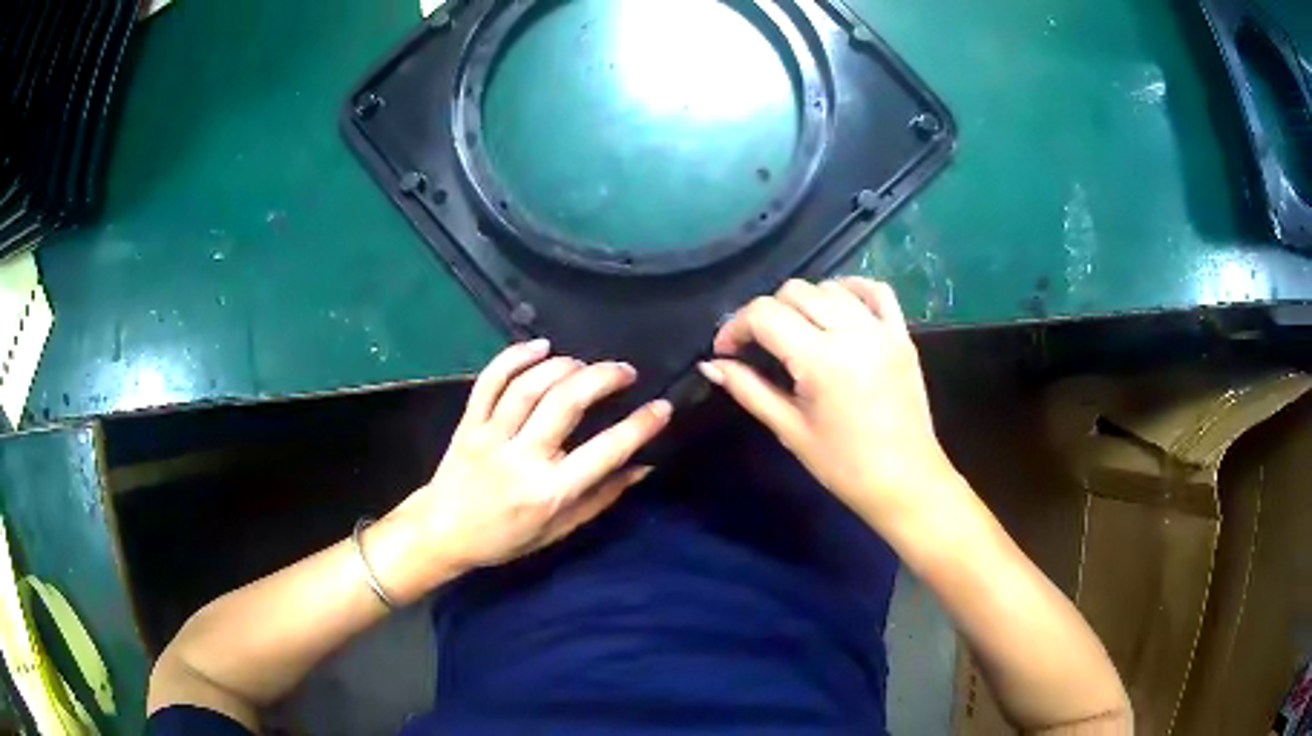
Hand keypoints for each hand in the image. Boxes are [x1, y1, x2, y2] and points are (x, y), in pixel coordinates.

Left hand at [375, 341, 671, 599]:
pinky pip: (490, 381)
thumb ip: (601, 498)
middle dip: (602, 378)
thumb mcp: (559, 530)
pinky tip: (540, 346)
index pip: (604, 452)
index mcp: (549, 492)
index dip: (639, 427)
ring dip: (564, 366)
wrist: (442, 532)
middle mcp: (522, 458)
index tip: (661, 407)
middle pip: (565, 403)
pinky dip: (514, 356)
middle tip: (625, 371)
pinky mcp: (469, 422)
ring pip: (529, 386)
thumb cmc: (505, 539)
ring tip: (586, 364)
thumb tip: (643, 468)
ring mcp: (491, 436)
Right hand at [700, 278, 958, 526]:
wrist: (905, 482)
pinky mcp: (902, 335)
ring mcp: (882, 329)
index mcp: (821, 360)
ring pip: (830, 287)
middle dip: (766, 313)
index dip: (735, 326)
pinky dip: (851, 290)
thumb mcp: (790, 430)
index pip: (765, 315)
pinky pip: (876, 291)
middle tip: (759, 346)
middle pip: (795, 291)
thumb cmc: (844, 466)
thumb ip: (749, 389)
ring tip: (797, 332)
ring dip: (804, 301)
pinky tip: (837, 307)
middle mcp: (852, 332)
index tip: (726, 350)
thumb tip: (710, 365)